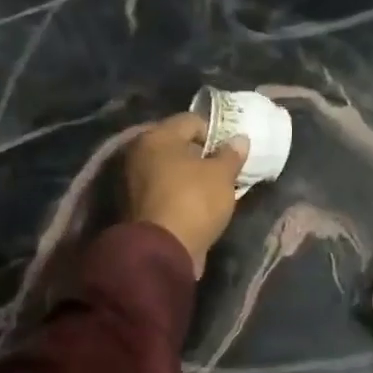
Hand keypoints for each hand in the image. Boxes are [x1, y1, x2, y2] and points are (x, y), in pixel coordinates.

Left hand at [124, 113, 247, 275]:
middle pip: (178, 145)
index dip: (216, 132)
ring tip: (214, 188)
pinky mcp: (135, 206)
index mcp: (157, 136)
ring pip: (170, 169)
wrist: (162, 251)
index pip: (191, 120)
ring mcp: (133, 180)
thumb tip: (240, 139)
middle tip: (224, 168)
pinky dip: (180, 193)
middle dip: (202, 154)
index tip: (231, 151)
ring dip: (190, 175)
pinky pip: (164, 190)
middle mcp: (139, 153)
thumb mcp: (222, 175)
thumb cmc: (194, 201)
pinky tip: (199, 204)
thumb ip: (232, 154)